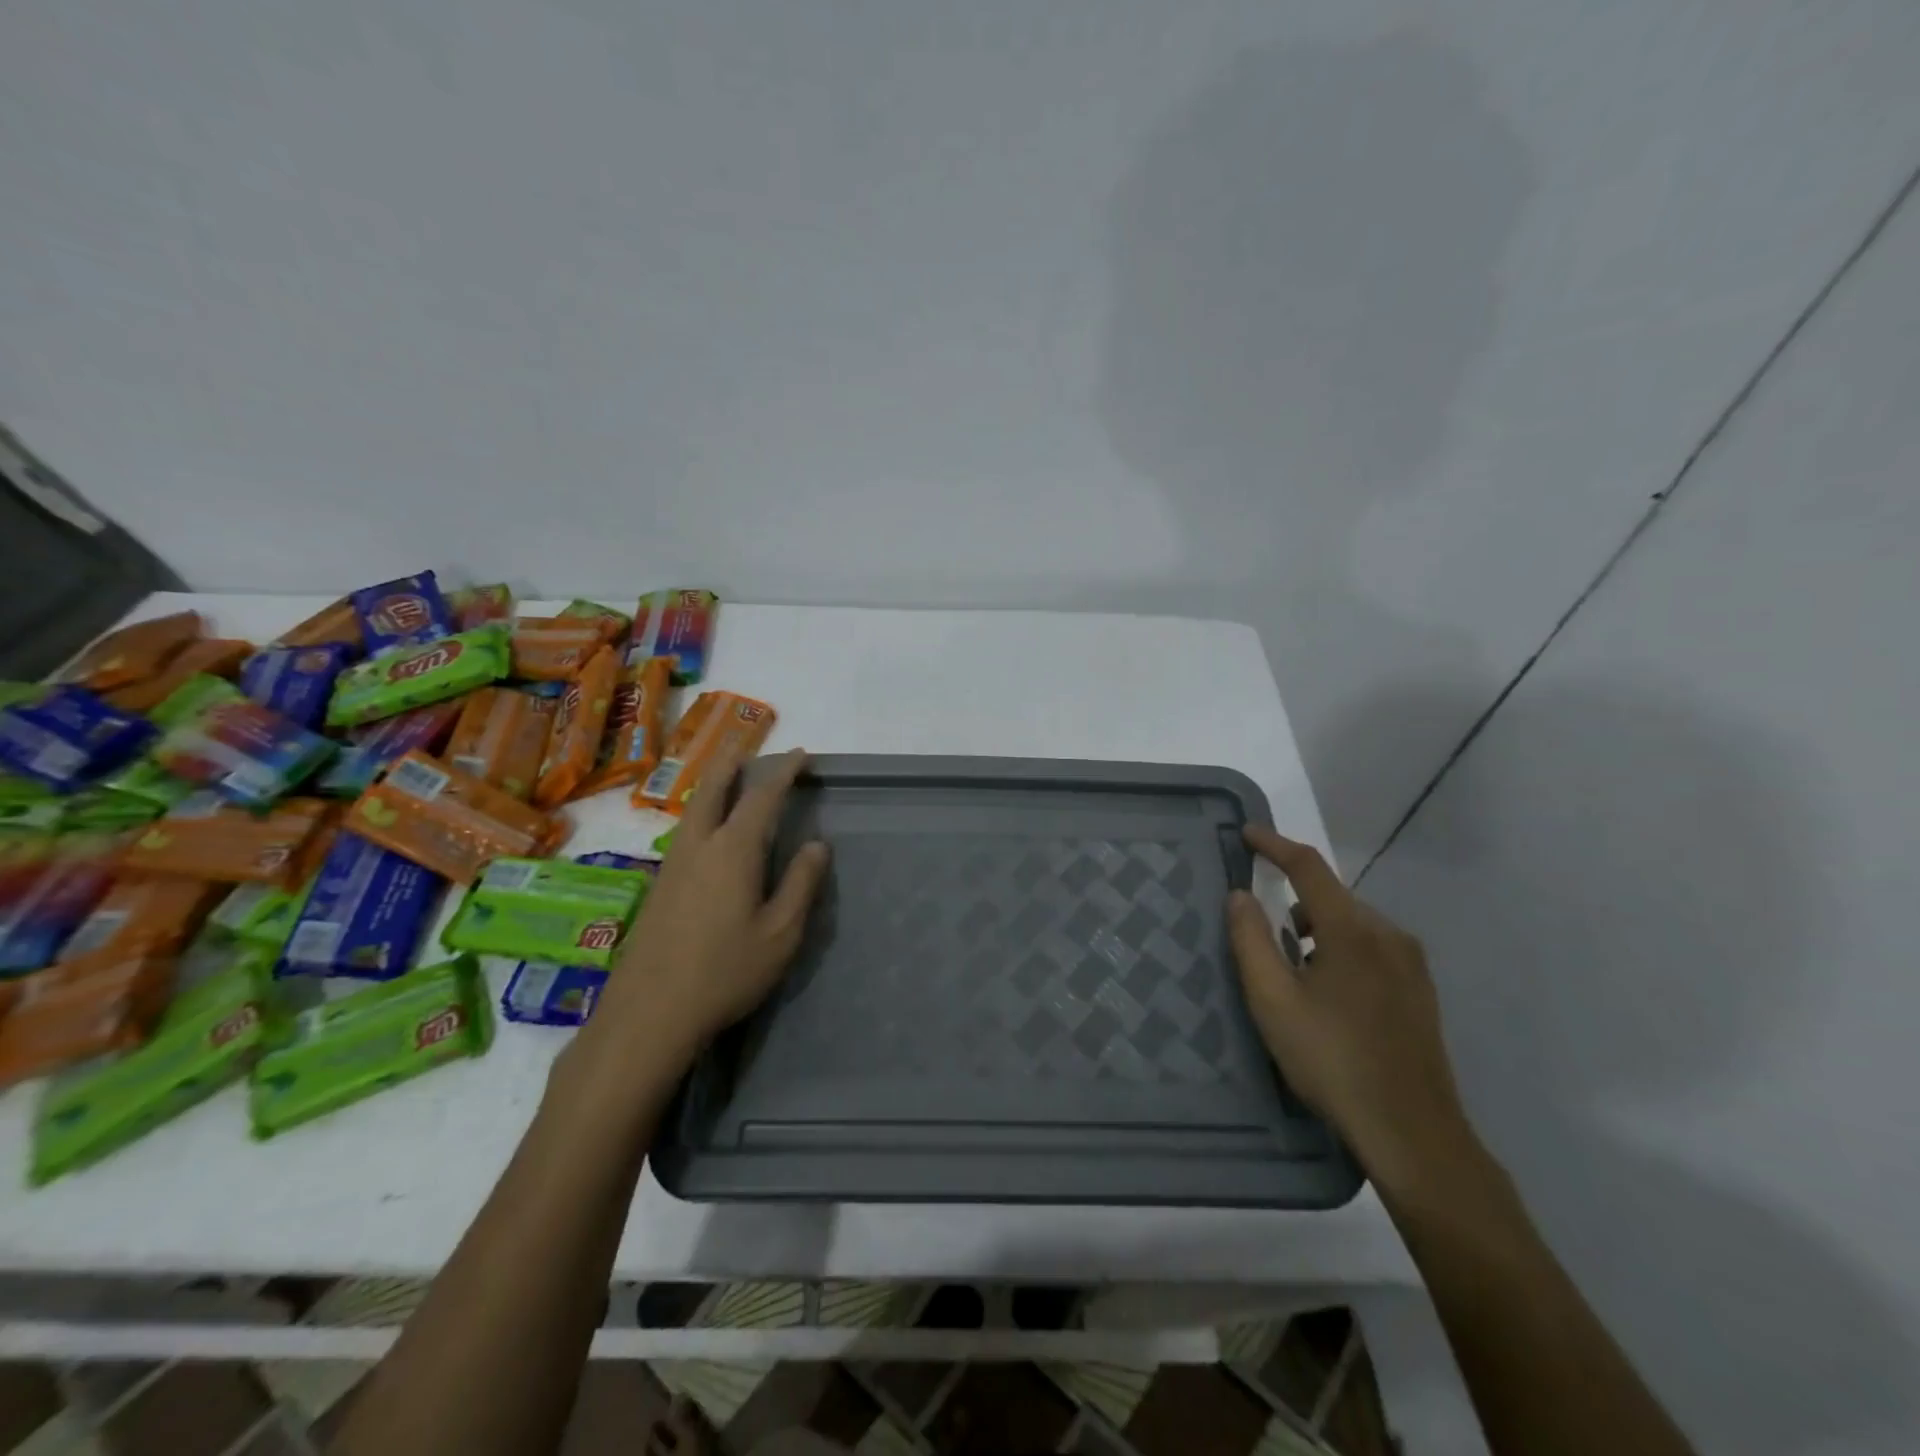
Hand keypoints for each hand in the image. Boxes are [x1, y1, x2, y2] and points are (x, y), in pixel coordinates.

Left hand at [591, 747, 829, 1061]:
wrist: (649, 1014)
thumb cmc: (725, 972)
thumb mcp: (780, 933)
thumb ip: (801, 884)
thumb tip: (817, 845)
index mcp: (733, 850)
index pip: (762, 797)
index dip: (783, 772)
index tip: (801, 755)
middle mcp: (698, 846)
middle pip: (713, 789)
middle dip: (733, 762)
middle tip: (748, 744)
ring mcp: (672, 865)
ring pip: (693, 809)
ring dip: (713, 784)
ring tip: (728, 776)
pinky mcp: (659, 886)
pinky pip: (684, 830)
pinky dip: (701, 811)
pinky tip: (706, 831)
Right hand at [1228, 827, 1475, 1191]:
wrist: (1412, 1133)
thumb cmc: (1332, 1059)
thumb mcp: (1273, 1000)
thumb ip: (1250, 940)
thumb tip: (1239, 894)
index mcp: (1351, 930)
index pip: (1308, 867)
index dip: (1274, 845)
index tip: (1246, 834)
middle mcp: (1388, 935)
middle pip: (1331, 897)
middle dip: (1293, 901)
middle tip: (1261, 934)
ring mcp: (1411, 964)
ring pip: (1352, 925)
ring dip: (1317, 931)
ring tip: (1292, 973)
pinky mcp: (1420, 992)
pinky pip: (1371, 949)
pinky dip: (1341, 952)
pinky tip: (1328, 995)